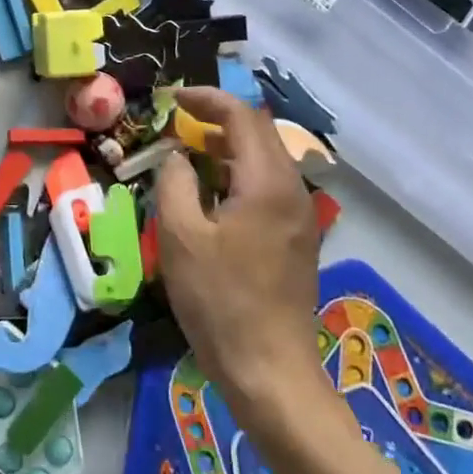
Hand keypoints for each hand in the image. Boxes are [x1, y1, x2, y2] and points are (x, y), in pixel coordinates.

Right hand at [155, 87, 327, 420]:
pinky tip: (214, 193)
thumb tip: (177, 156)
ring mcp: (300, 216)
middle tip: (179, 123)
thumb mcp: (180, 236)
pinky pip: (269, 185)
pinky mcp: (297, 239)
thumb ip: (174, 181)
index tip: (172, 100)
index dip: (206, 100)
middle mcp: (292, 190)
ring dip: (229, 146)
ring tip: (190, 153)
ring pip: (266, 158)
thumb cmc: (220, 301)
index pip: (242, 116)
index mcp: (267, 183)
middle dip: (218, 119)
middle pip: (259, 132)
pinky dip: (240, 172)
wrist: (271, 374)